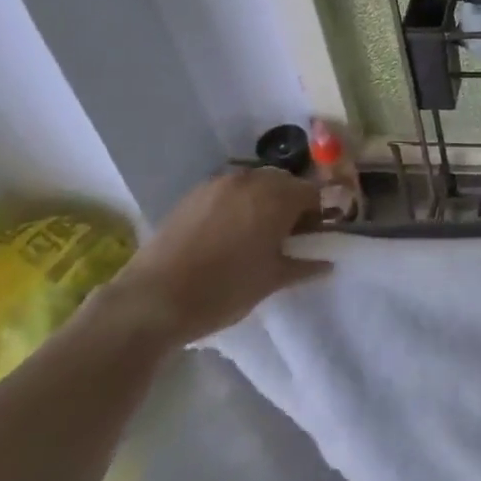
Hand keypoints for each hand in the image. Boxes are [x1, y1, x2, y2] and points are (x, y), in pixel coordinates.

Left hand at [111, 167, 327, 342]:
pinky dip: (236, 203)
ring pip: (254, 184)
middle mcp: (250, 180)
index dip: (317, 213)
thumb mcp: (271, 281)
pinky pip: (227, 190)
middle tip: (286, 235)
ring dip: (263, 201)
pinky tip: (227, 232)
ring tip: (255, 233)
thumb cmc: (223, 290)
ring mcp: (218, 183)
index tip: (312, 236)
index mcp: (276, 198)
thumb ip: (303, 266)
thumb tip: (327, 263)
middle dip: (290, 203)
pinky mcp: (193, 194)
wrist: (154, 299)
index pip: (311, 192)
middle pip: (283, 183)